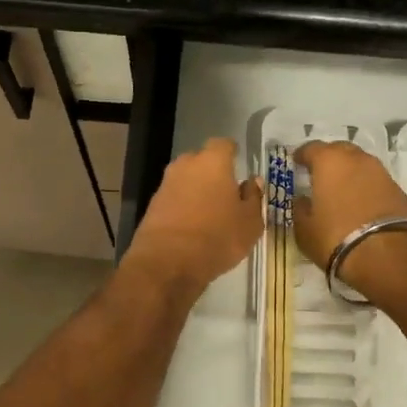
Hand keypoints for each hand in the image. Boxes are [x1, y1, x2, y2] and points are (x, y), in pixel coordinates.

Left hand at [124, 138, 262, 295]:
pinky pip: (173, 198)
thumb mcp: (250, 223)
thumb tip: (252, 182)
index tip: (239, 165)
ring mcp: (165, 184)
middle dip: (213, 172)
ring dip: (196, 190)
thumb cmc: (217, 238)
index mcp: (213, 162)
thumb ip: (254, 198)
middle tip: (226, 192)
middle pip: (201, 160)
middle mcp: (186, 166)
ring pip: (186, 180)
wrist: (167, 262)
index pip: (223, 144)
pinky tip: (192, 225)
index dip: (232, 153)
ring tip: (210, 212)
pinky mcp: (152, 205)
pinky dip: (183, 206)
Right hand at [293, 140, 406, 302]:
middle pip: (339, 150)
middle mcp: (356, 158)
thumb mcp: (304, 229)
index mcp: (329, 161)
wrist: (387, 254)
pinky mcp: (397, 188)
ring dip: (349, 171)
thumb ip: (300, 209)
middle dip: (328, 158)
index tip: (296, 163)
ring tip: (341, 189)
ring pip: (359, 163)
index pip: (311, 148)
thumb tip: (302, 200)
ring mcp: (380, 171)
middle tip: (319, 174)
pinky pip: (374, 180)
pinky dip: (364, 186)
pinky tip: (359, 202)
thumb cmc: (335, 237)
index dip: (302, 155)